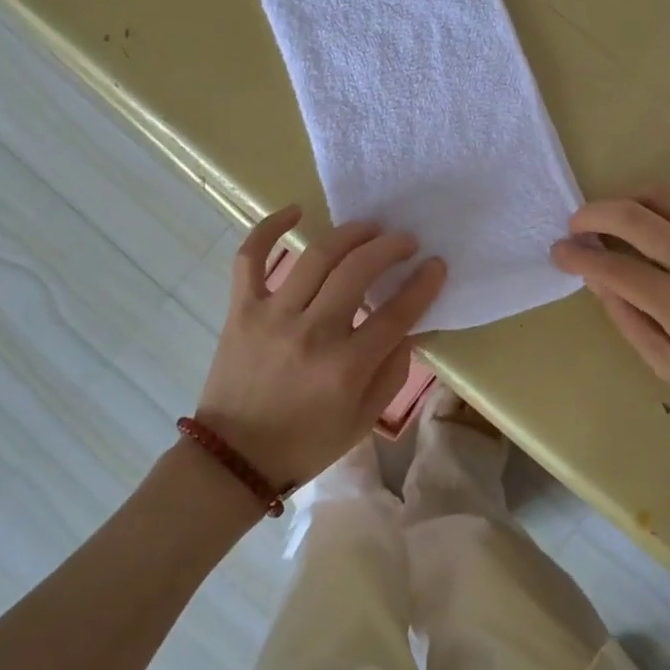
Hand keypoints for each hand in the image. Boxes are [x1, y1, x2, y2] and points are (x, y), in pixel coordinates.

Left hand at [195, 205, 445, 487]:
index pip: (397, 312)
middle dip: (390, 248)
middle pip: (359, 271)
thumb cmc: (305, 443)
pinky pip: (251, 256)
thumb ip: (392, 372)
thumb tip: (410, 327)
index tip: (436, 265)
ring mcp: (272, 315)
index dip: (423, 284)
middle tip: (405, 241)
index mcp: (346, 367)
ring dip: (351, 233)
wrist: (233, 459)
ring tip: (370, 228)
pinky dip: (269, 227)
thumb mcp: (363, 420)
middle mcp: (312, 332)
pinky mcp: (242, 308)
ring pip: (318, 255)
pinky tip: (295, 210)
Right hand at [550, 188, 669, 423]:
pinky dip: (652, 203)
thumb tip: (595, 277)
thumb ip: (626, 317)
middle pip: (630, 216)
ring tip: (606, 218)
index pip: (612, 266)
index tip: (557, 252)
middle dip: (591, 214)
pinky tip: (643, 220)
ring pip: (657, 195)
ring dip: (621, 200)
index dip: (576, 256)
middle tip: (575, 226)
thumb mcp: (667, 364)